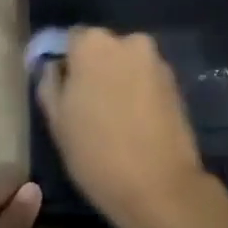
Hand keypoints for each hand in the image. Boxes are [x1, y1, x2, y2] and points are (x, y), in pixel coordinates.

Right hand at [36, 27, 205, 227]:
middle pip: (102, 49)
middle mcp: (127, 41)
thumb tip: (54, 67)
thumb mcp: (57, 121)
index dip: (66, 65)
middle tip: (88, 106)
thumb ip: (50, 83)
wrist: (160, 188)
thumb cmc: (97, 152)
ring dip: (119, 80)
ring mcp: (156, 60)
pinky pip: (147, 80)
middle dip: (95, 69)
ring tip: (114, 118)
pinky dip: (139, 93)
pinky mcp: (176, 83)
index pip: (71, 40)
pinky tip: (136, 124)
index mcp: (93, 43)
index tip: (65, 92)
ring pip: (127, 64)